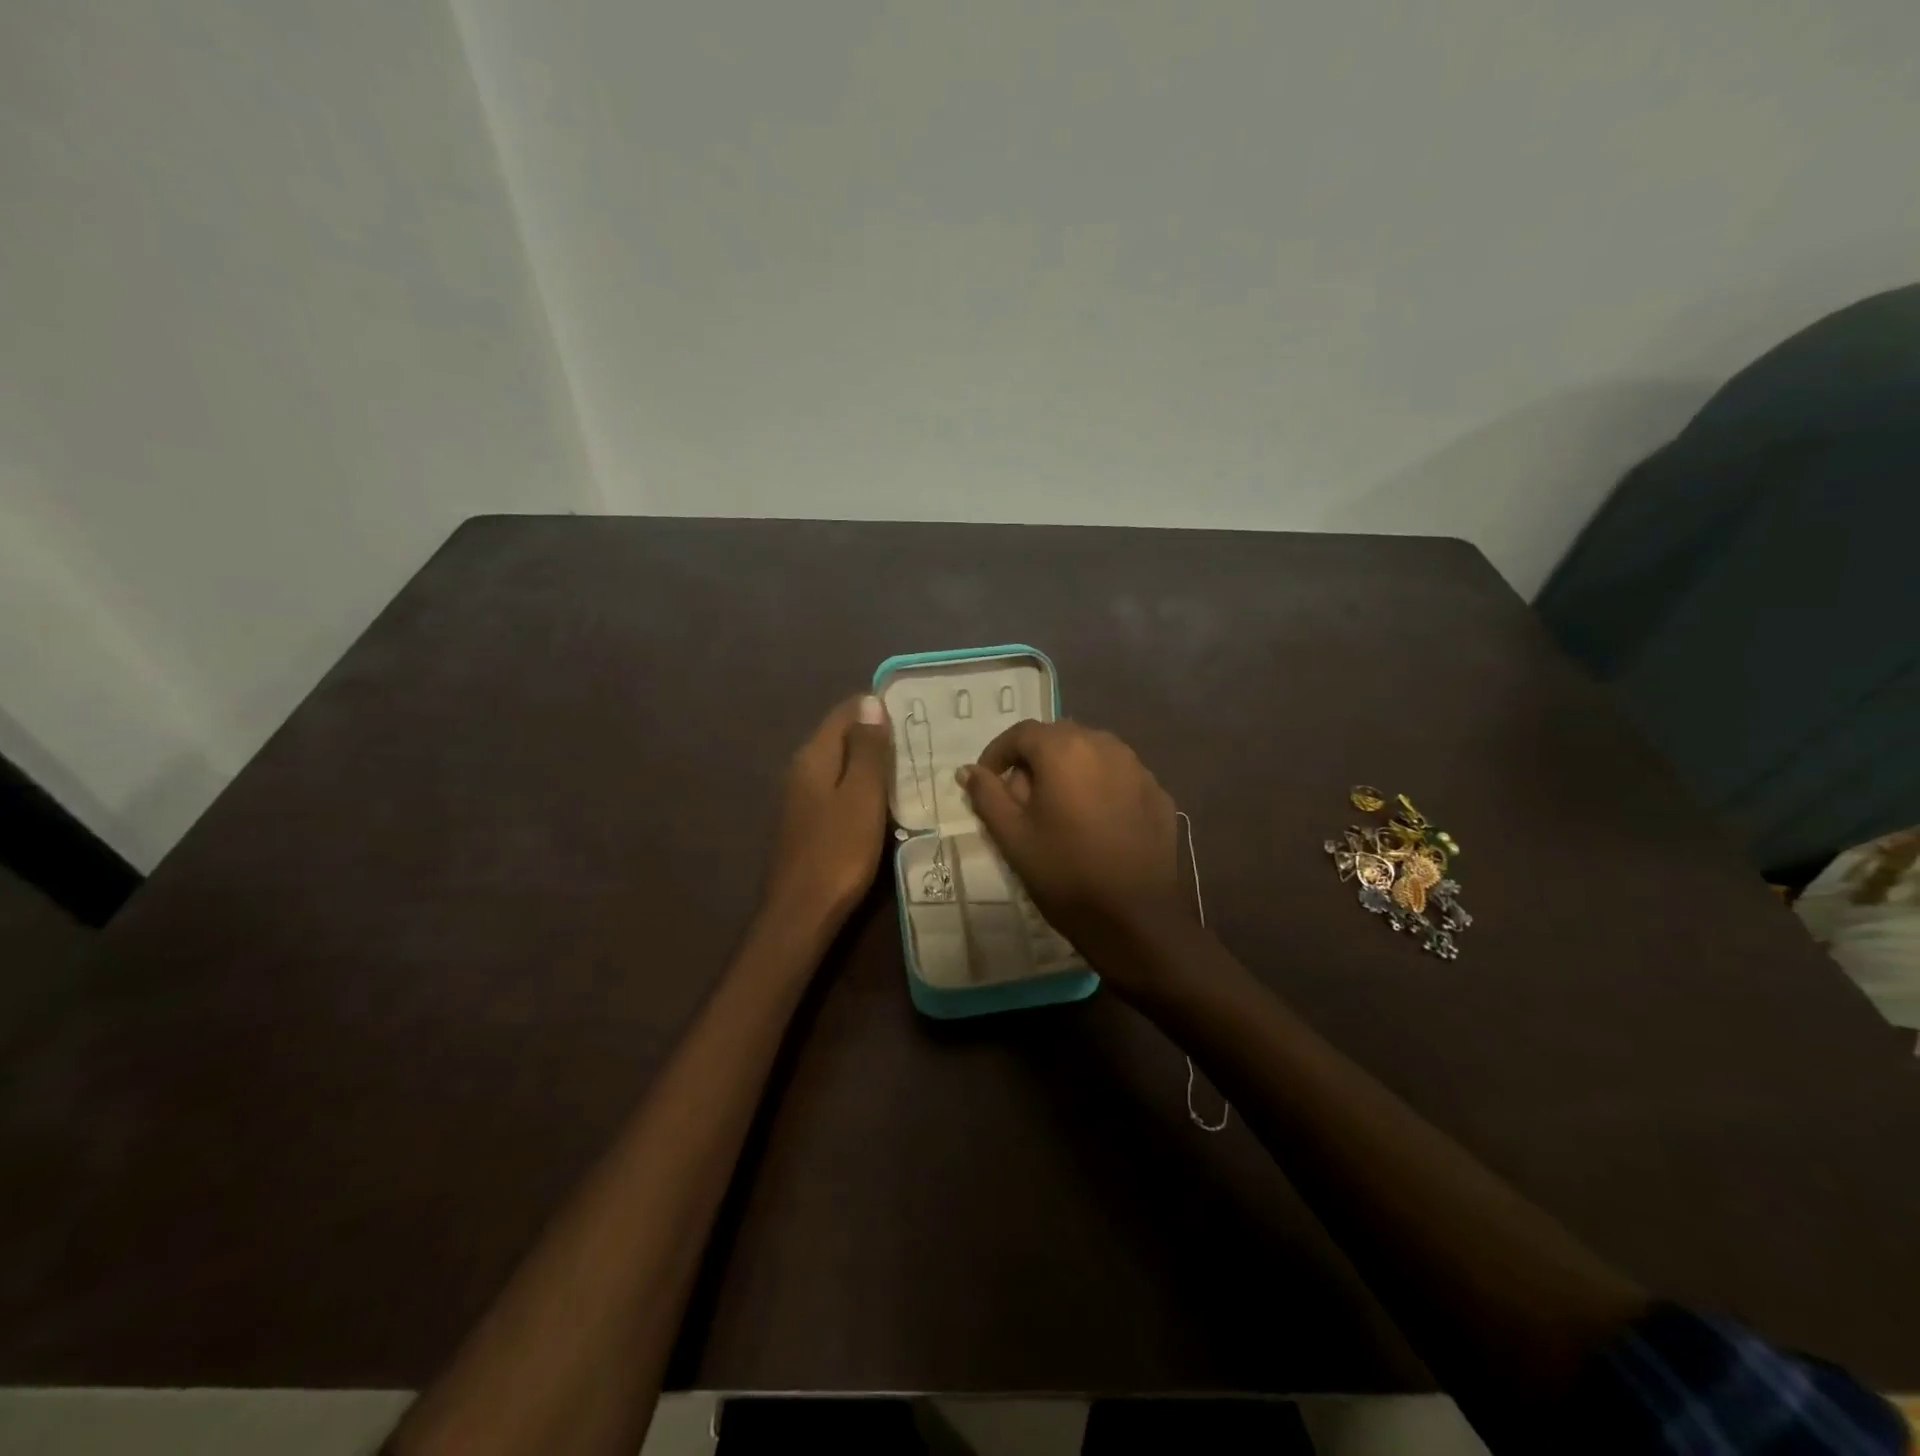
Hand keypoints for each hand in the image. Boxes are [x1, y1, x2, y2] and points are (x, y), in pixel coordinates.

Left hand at [762, 695, 893, 930]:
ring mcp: (802, 797)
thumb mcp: (861, 795)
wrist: (802, 912)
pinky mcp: (809, 821)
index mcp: (814, 756)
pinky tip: (887, 802)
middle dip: (878, 735)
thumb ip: (866, 748)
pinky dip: (863, 789)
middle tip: (922, 742)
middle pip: (843, 737)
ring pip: (842, 765)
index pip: (846, 711)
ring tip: (913, 769)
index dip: (878, 708)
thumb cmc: (838, 850)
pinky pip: (840, 790)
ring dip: (873, 764)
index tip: (915, 714)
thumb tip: (871, 701)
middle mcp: (802, 769)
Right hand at [957, 720, 1187, 975]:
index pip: (1021, 733)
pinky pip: (1119, 776)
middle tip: (1021, 798)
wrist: (1135, 917)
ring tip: (1059, 808)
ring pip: (1093, 754)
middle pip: (1059, 738)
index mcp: (1064, 750)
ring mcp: (1138, 768)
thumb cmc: (1064, 872)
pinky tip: (1095, 822)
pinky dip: (1100, 787)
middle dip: (1034, 760)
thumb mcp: (1012, 836)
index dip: (997, 753)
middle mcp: (1105, 745)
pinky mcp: (1158, 793)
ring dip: (1069, 770)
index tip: (987, 781)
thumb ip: (987, 795)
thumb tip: (969, 771)